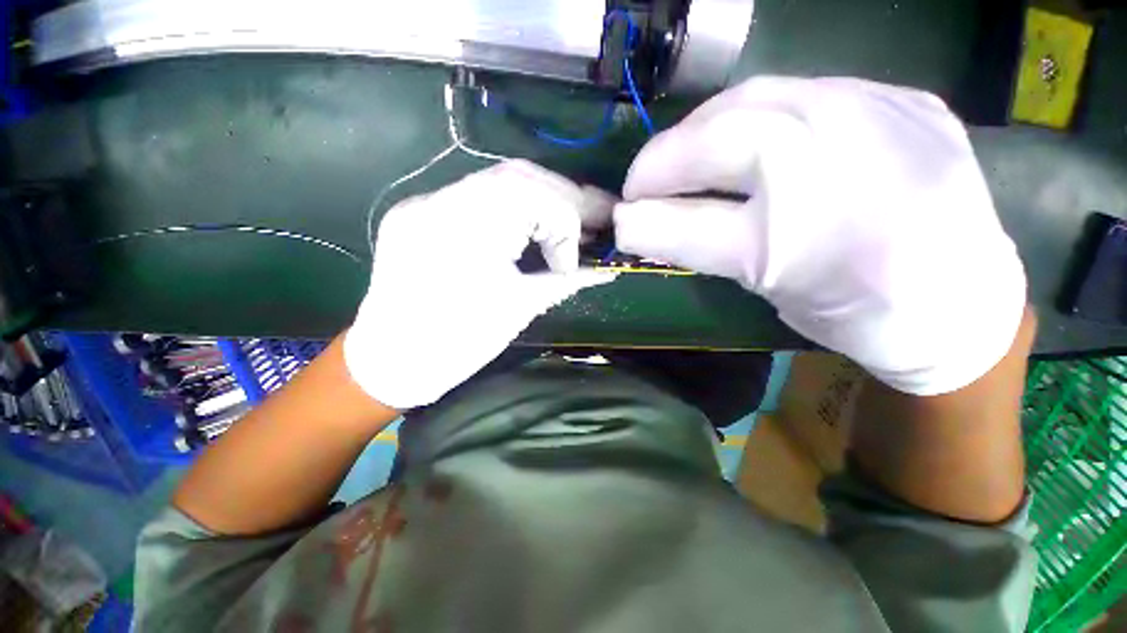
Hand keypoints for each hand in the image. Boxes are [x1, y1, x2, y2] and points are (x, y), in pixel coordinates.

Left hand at [345, 160, 616, 408]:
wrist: (390, 361)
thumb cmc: (457, 345)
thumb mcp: (519, 309)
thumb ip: (566, 281)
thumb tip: (607, 269)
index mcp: (462, 230)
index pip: (532, 193)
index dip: (566, 222)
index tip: (572, 262)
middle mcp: (438, 202)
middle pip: (518, 176)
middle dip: (562, 200)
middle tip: (589, 225)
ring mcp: (425, 203)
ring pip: (498, 181)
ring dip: (540, 202)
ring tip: (562, 229)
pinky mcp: (422, 212)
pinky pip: (478, 197)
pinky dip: (513, 209)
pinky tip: (528, 230)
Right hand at [614, 77, 1026, 394]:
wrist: (964, 304)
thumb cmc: (858, 314)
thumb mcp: (767, 291)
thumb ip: (698, 249)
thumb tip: (636, 226)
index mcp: (802, 243)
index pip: (694, 221)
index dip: (646, 215)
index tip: (621, 215)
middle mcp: (842, 165)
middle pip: (725, 136)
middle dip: (665, 157)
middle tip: (644, 180)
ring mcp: (883, 117)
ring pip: (760, 97)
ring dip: (703, 127)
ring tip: (686, 154)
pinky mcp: (908, 100)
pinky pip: (806, 89)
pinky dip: (758, 112)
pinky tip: (750, 136)